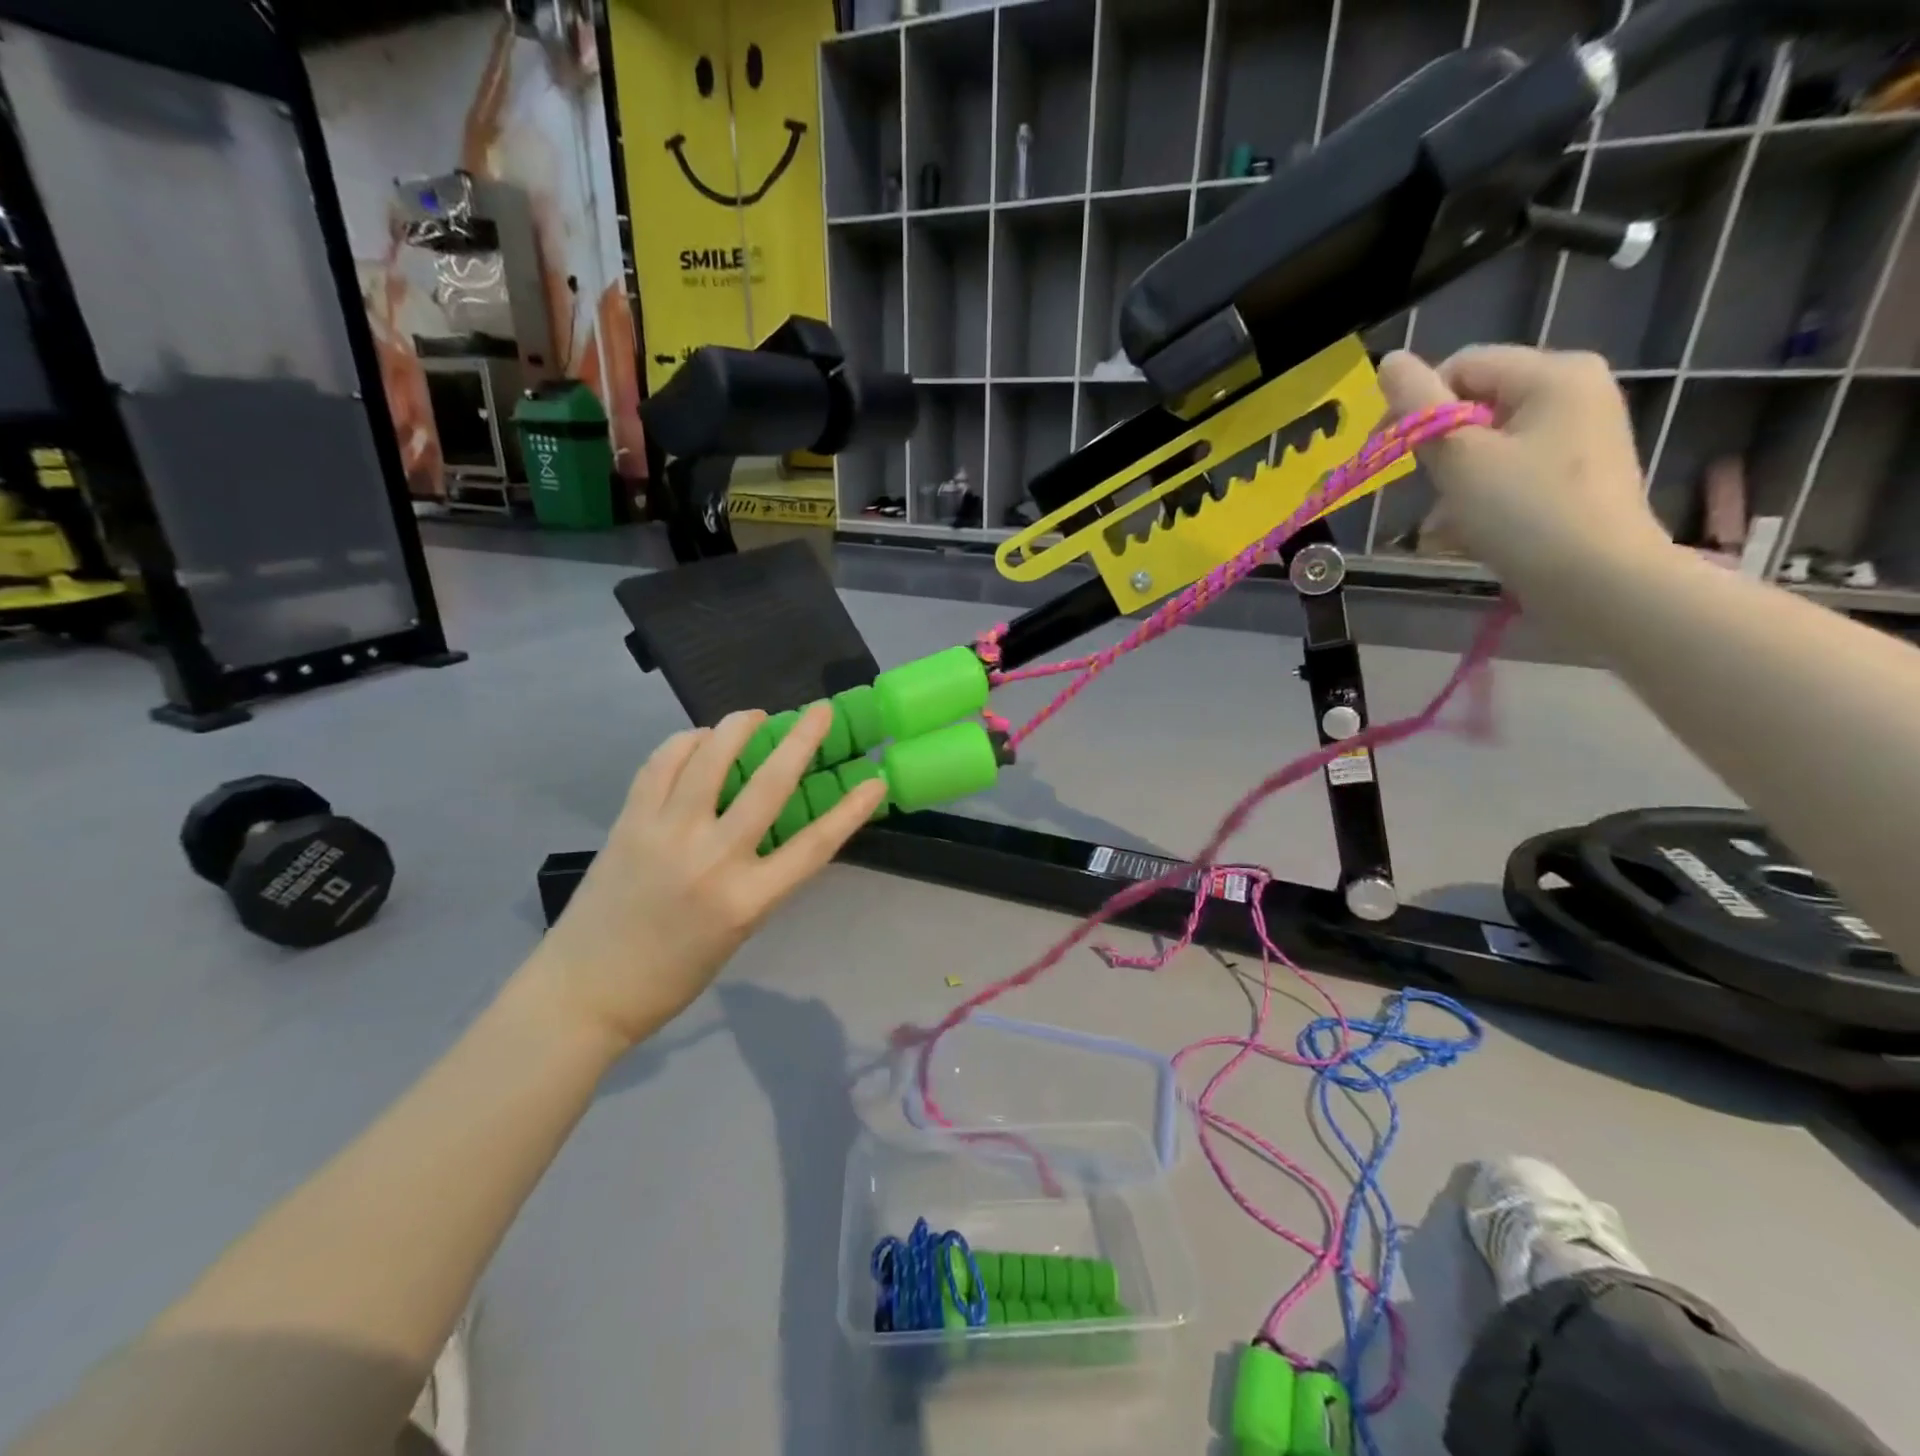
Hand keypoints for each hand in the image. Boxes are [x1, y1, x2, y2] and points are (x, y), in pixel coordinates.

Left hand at [525, 705, 886, 1047]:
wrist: (586, 991)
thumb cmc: (672, 974)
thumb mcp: (737, 932)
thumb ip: (761, 879)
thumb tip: (773, 825)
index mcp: (747, 900)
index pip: (814, 845)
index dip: (851, 810)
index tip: (875, 781)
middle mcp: (712, 859)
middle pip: (769, 785)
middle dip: (801, 740)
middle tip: (820, 712)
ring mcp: (666, 834)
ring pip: (709, 759)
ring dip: (737, 727)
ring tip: (753, 716)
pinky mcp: (629, 821)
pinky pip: (661, 764)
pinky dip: (685, 743)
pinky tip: (698, 741)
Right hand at [1377, 347, 1672, 590]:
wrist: (1598, 582)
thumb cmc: (1524, 513)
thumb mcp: (1460, 457)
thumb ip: (1419, 406)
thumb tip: (1389, 361)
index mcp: (1553, 373)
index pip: (1462, 366)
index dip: (1416, 403)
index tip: (1386, 451)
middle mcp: (1575, 392)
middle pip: (1477, 403)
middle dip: (1438, 446)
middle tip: (1420, 488)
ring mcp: (1581, 435)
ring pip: (1490, 442)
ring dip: (1454, 476)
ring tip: (1443, 520)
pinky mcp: (1578, 475)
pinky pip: (1513, 469)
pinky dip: (1482, 493)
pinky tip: (1467, 529)